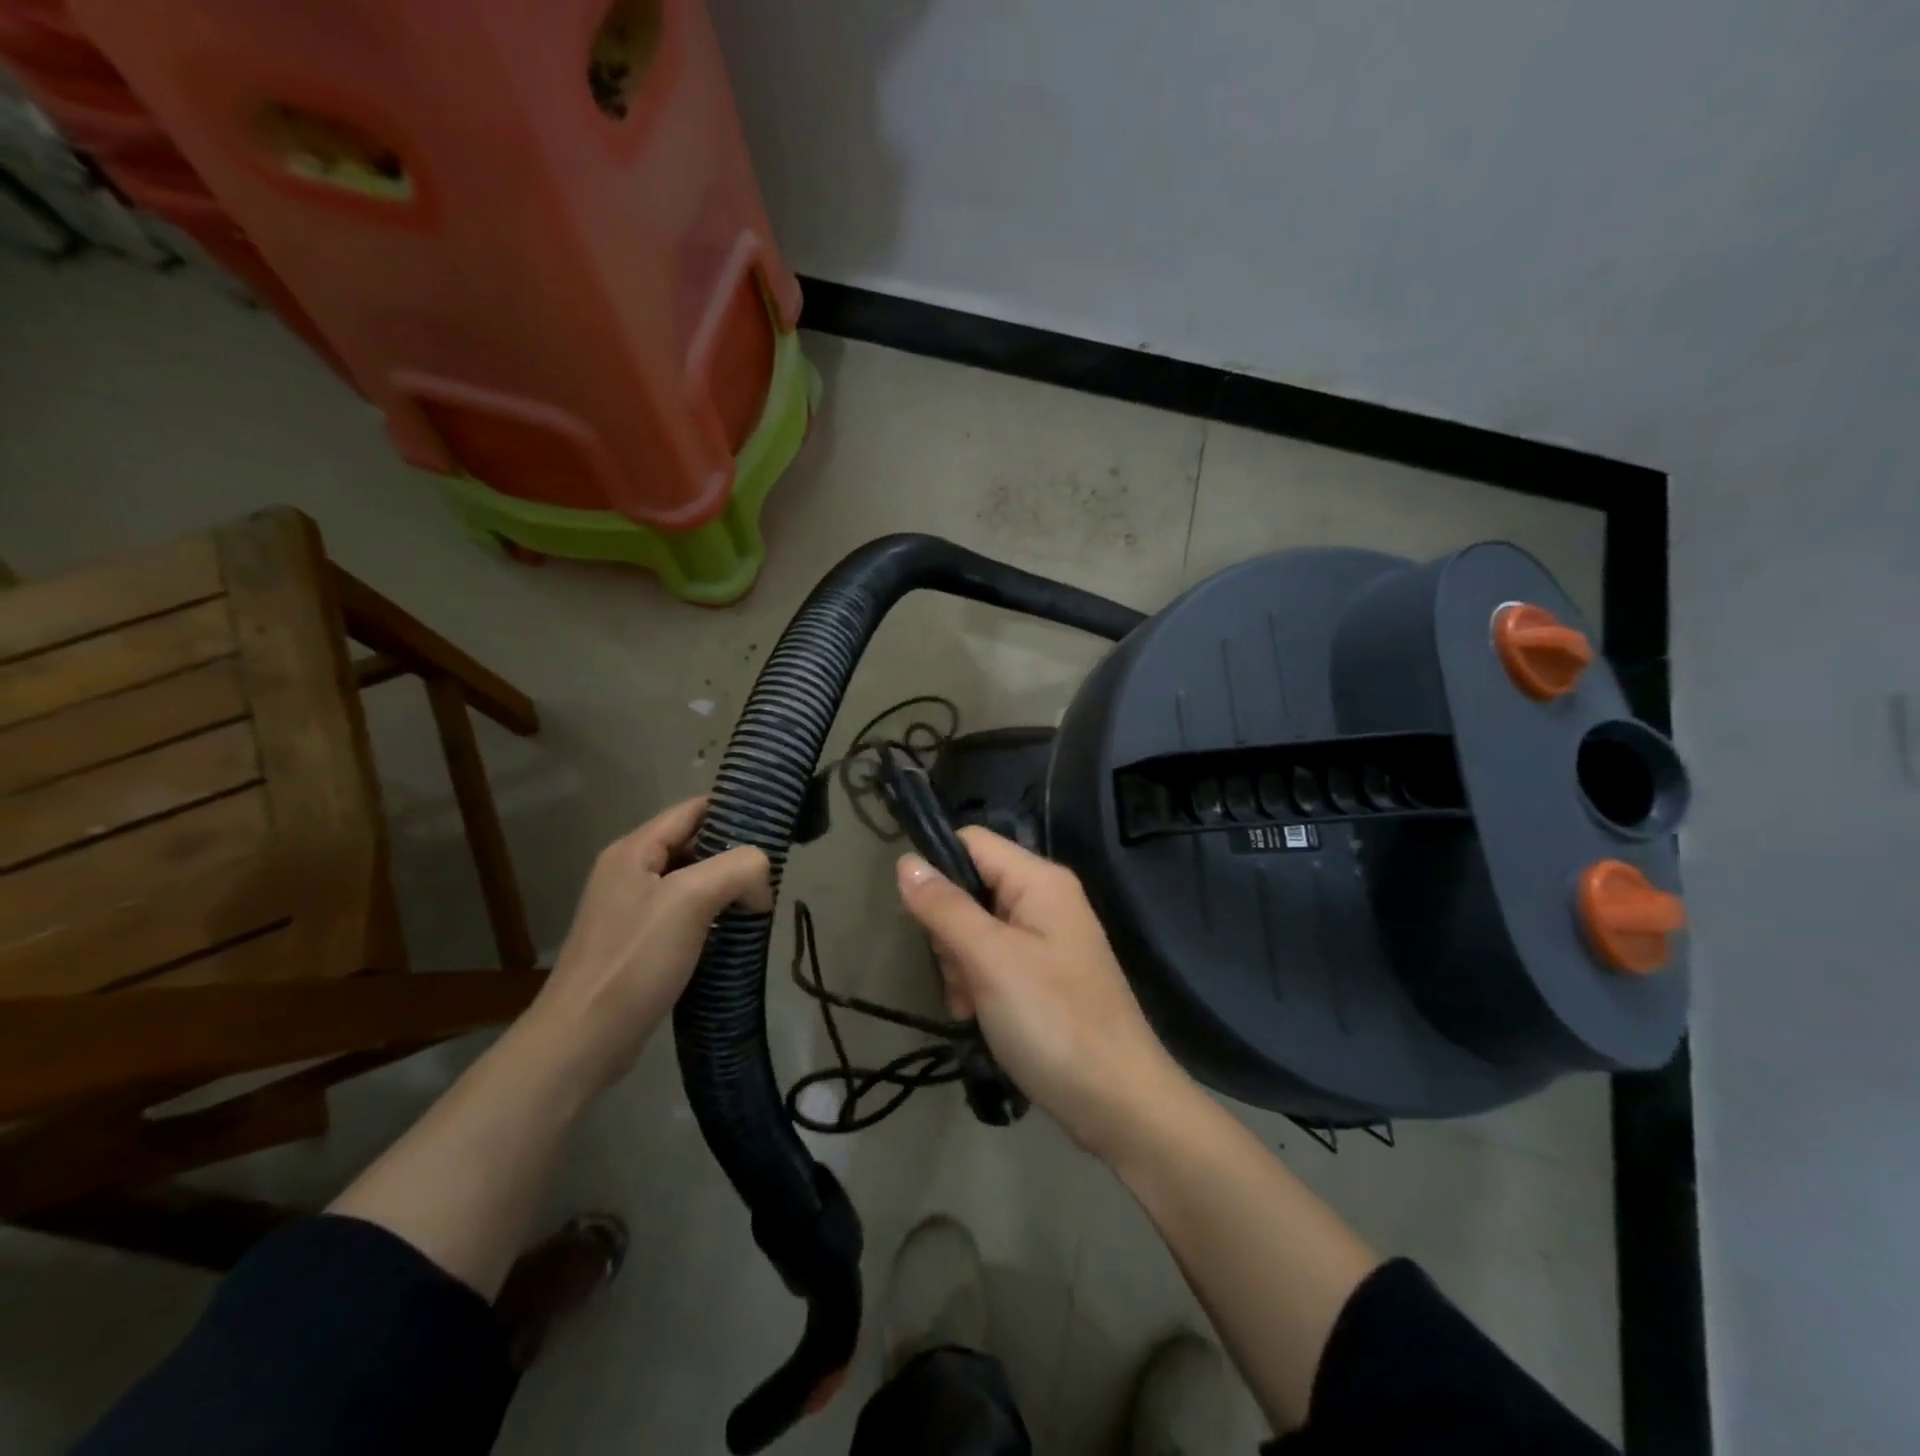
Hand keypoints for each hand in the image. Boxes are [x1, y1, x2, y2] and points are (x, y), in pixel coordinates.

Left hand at [527, 798, 770, 1095]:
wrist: (582, 1042)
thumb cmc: (633, 962)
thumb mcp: (690, 900)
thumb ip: (736, 869)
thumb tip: (762, 881)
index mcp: (635, 850)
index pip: (693, 809)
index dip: (735, 810)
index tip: (776, 826)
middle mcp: (631, 872)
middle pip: (695, 844)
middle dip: (737, 855)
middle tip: (775, 873)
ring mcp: (633, 910)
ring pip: (694, 882)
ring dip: (728, 889)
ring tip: (763, 903)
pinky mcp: (640, 945)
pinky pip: (687, 915)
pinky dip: (715, 918)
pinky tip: (737, 935)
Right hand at [896, 827, 1187, 1159]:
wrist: (1120, 1104)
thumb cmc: (1054, 1021)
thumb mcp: (990, 960)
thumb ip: (946, 908)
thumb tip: (906, 861)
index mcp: (1040, 880)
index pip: (972, 841)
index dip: (937, 868)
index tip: (917, 917)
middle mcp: (1046, 900)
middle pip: (970, 888)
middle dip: (950, 933)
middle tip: (960, 976)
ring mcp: (1047, 939)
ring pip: (976, 929)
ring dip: (961, 967)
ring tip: (972, 1007)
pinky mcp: (1045, 976)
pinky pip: (994, 961)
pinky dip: (979, 986)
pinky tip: (979, 1018)